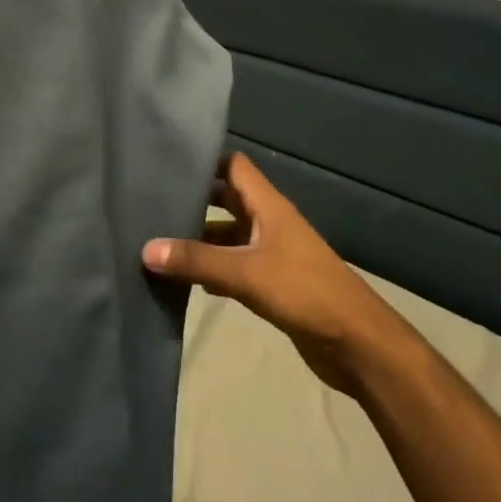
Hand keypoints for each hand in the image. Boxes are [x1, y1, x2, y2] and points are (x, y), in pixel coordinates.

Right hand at [144, 152, 415, 396]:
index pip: (233, 166)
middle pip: (226, 200)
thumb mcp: (246, 272)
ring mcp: (271, 253)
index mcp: (268, 206)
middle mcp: (268, 222)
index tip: (166, 164)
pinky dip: (212, 269)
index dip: (204, 160)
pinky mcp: (272, 283)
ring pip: (228, 236)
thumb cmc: (303, 291)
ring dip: (199, 239)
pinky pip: (234, 266)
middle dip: (193, 201)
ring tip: (156, 244)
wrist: (353, 341)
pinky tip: (184, 281)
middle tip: (150, 206)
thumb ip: (198, 260)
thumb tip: (146, 248)